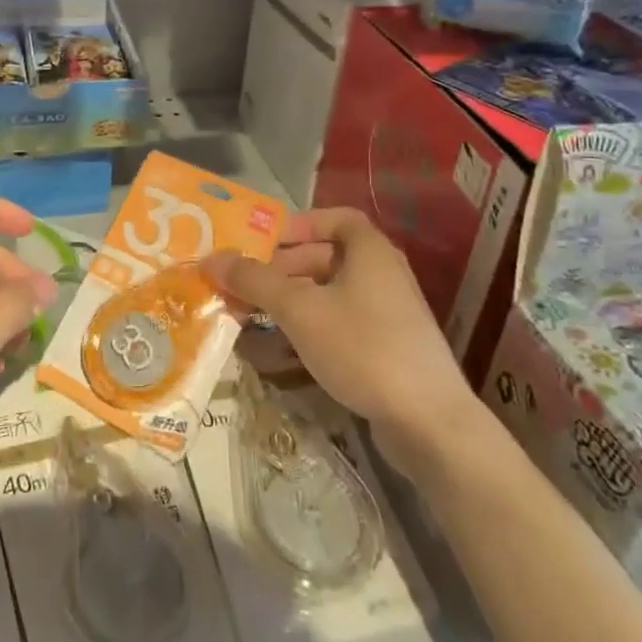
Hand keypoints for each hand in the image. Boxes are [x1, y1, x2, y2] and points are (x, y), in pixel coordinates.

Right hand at [203, 208, 489, 473]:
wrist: (429, 422)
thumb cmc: (362, 347)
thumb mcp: (299, 310)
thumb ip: (255, 281)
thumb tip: (211, 258)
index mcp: (370, 251)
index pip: (336, 218)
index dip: (299, 224)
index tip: (265, 242)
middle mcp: (384, 274)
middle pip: (327, 257)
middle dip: (283, 269)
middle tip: (247, 285)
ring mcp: (389, 314)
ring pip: (331, 295)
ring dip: (292, 302)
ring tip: (254, 317)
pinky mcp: (389, 349)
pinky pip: (342, 325)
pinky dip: (311, 329)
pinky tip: (282, 352)